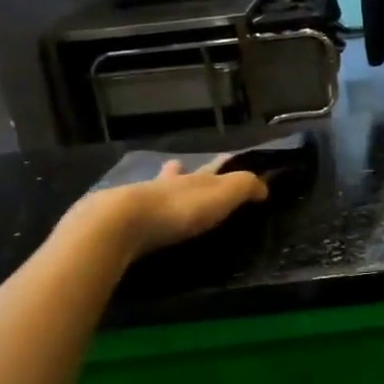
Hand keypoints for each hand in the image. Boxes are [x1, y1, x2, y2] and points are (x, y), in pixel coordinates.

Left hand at [69, 159, 267, 261]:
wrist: (123, 223)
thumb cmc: (180, 208)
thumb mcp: (223, 194)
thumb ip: (245, 187)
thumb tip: (265, 186)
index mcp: (192, 179)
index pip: (211, 168)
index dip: (222, 164)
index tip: (228, 159)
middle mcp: (165, 185)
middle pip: (175, 174)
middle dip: (179, 171)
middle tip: (178, 166)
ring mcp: (138, 201)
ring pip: (152, 190)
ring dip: (158, 188)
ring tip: (158, 189)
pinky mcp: (117, 222)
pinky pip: (133, 215)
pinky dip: (138, 215)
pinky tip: (135, 220)